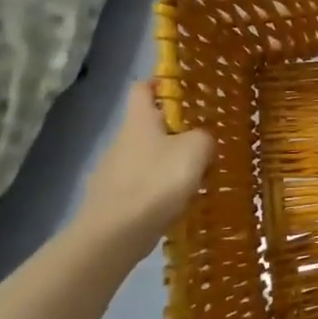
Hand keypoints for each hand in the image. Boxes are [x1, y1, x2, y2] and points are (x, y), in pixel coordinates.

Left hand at [68, 84, 212, 259]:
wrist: (114, 235)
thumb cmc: (156, 182)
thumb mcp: (196, 150)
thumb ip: (204, 138)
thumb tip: (202, 142)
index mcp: (138, 121)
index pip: (142, 88)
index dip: (160, 83)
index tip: (182, 88)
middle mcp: (122, 141)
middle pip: (149, 126)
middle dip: (175, 131)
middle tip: (204, 141)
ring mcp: (113, 172)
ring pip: (148, 158)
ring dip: (169, 164)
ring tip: (196, 178)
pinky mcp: (113, 201)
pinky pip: (143, 187)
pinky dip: (160, 192)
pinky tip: (177, 205)